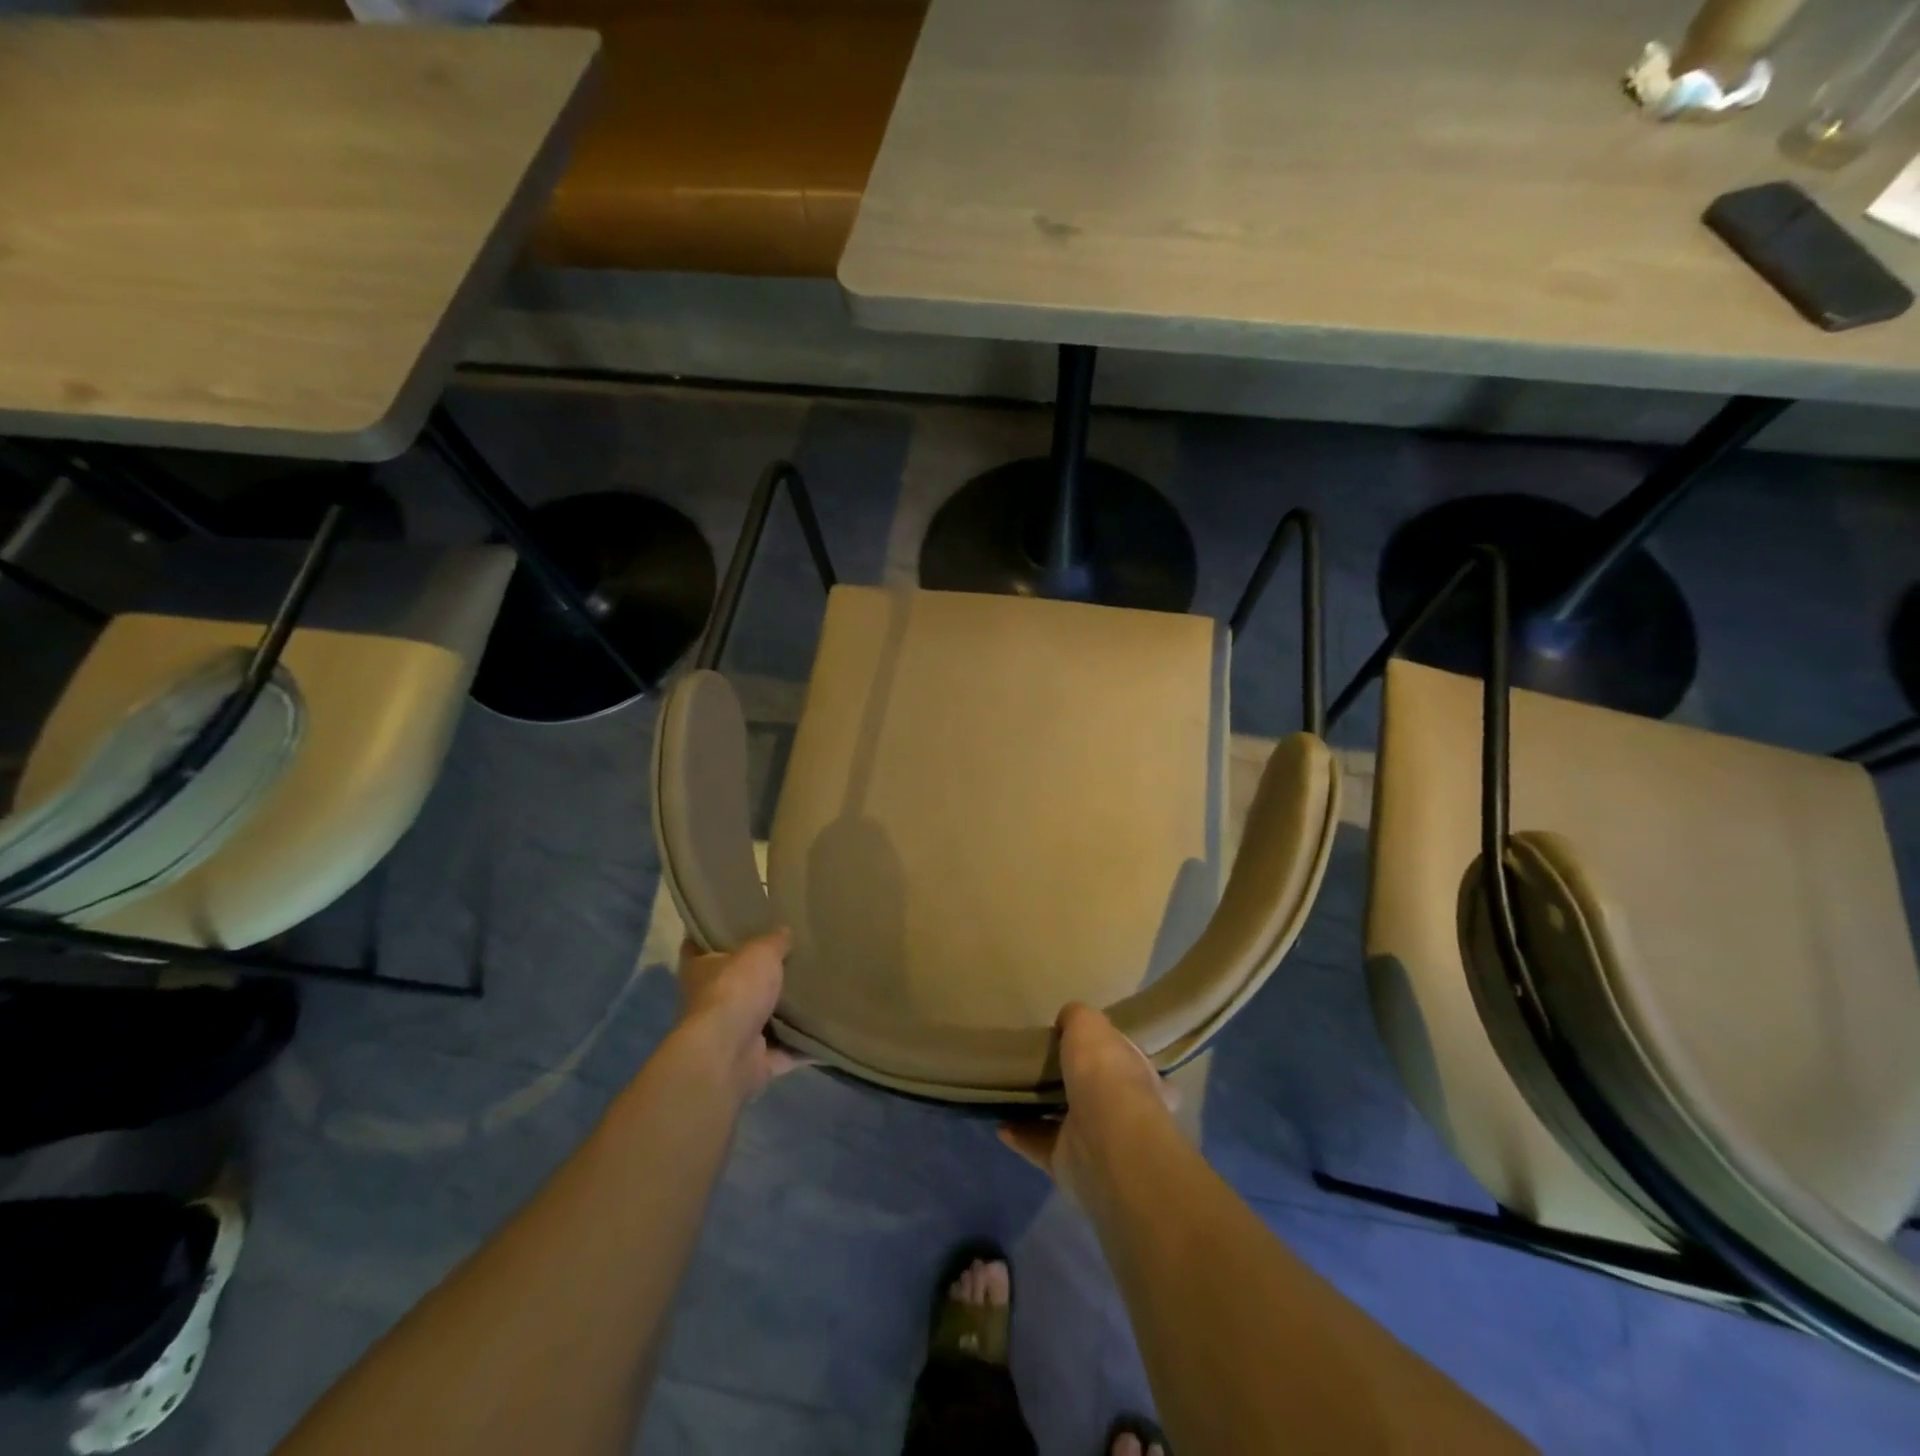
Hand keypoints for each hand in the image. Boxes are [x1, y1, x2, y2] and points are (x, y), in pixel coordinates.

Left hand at [675, 931, 802, 1100]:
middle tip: (791, 953)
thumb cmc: (735, 990)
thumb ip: (775, 941)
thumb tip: (785, 932)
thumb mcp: (761, 951)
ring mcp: (731, 1035)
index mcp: (700, 969)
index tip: (734, 921)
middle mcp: (709, 1002)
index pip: (698, 944)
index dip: (713, 933)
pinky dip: (804, 1045)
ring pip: (761, 1018)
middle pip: (735, 982)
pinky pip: (786, 1050)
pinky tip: (828, 1029)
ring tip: (816, 989)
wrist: (729, 1054)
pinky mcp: (753, 1061)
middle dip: (758, 974)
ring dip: (783, 1012)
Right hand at [998, 1003, 1175, 1199]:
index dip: (1111, 1051)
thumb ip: (1077, 1017)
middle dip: (1075, 1082)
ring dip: (1043, 1109)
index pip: (1130, 1060)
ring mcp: (1097, 1141)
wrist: (1104, 1139)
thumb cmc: (1104, 1072)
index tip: (1086, 1044)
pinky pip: (1039, 1145)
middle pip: (1098, 1092)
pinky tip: (1000, 1121)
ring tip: (1015, 1091)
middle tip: (1043, 1065)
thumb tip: (1067, 1020)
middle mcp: (1124, 1110)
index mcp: (1140, 1075)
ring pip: (1067, 1120)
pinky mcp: (1069, 1163)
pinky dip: (1020, 1134)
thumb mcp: (1089, 1024)